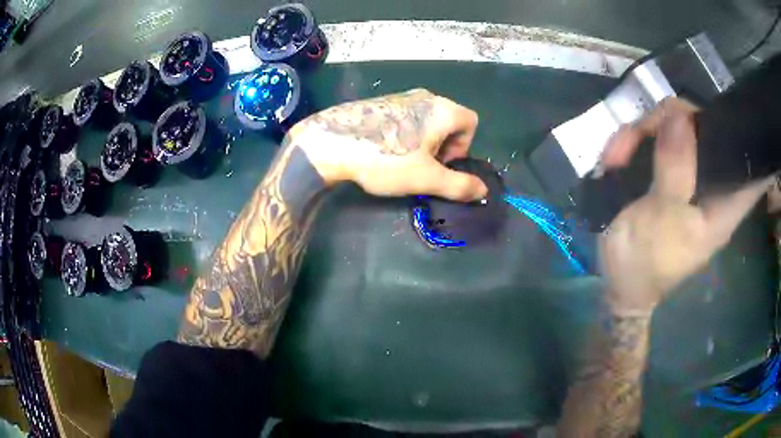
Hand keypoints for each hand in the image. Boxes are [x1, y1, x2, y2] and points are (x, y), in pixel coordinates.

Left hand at [288, 89, 487, 200]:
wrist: (331, 142)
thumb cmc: (386, 159)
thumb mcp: (426, 178)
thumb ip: (459, 185)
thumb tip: (483, 190)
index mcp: (442, 109)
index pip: (471, 123)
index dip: (463, 147)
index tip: (442, 164)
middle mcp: (425, 96)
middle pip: (449, 121)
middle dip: (444, 146)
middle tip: (422, 166)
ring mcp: (401, 96)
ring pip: (427, 120)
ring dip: (424, 142)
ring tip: (401, 161)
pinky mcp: (381, 102)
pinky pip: (406, 117)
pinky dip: (405, 134)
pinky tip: (383, 150)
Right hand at [598, 97, 773, 314]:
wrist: (618, 281)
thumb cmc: (646, 263)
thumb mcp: (662, 220)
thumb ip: (676, 170)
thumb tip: (679, 114)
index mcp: (724, 204)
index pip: (754, 169)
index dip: (748, 138)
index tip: (731, 114)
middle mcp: (712, 183)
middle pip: (706, 129)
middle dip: (673, 121)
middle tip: (640, 134)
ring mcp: (689, 174)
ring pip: (675, 127)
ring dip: (642, 133)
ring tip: (615, 157)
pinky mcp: (668, 173)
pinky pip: (655, 139)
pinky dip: (633, 142)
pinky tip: (615, 159)